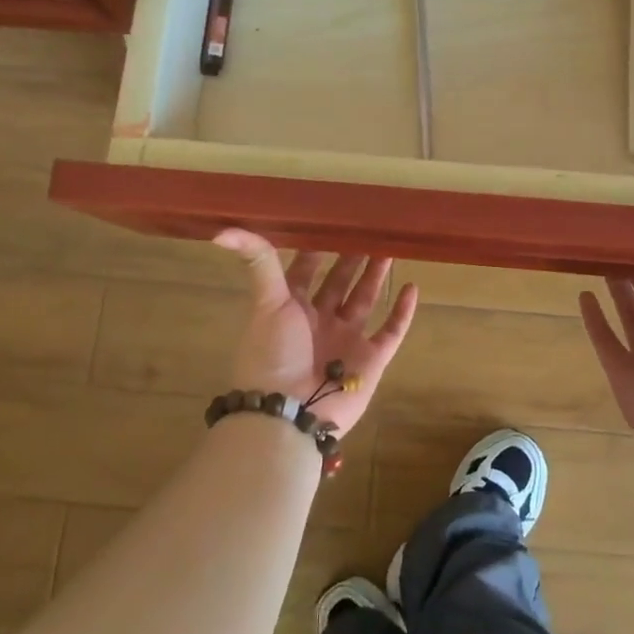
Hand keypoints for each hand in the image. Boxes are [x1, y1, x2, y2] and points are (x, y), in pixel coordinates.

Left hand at [214, 231, 418, 436]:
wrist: (290, 413)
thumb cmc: (274, 353)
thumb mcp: (266, 301)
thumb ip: (257, 262)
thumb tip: (222, 231)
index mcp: (291, 307)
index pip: (307, 269)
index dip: (318, 247)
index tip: (334, 220)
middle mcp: (319, 320)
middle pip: (339, 281)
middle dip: (352, 257)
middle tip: (370, 229)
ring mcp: (346, 339)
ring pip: (366, 299)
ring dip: (376, 275)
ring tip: (391, 248)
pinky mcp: (371, 359)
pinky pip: (391, 331)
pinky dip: (402, 311)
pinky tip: (412, 287)